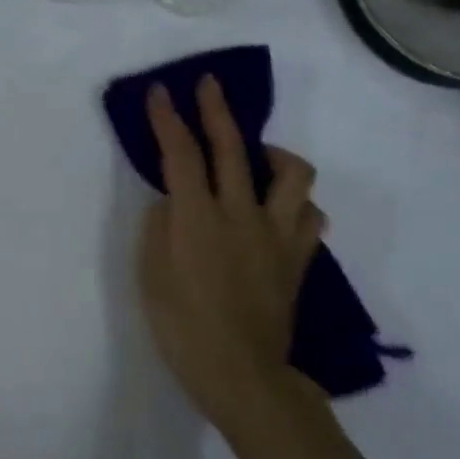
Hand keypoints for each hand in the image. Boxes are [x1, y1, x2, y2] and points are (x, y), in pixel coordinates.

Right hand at [137, 76, 326, 436]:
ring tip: (255, 157)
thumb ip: (159, 227)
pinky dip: (295, 204)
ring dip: (272, 154)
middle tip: (207, 85)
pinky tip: (279, 212)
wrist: (240, 372)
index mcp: (196, 217)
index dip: (168, 119)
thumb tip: (172, 202)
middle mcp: (240, 214)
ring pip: (291, 173)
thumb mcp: (150, 275)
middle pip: (232, 147)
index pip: (180, 154)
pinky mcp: (298, 256)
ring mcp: (276, 234)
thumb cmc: (181, 325)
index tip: (160, 92)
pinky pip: (309, 215)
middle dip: (215, 109)